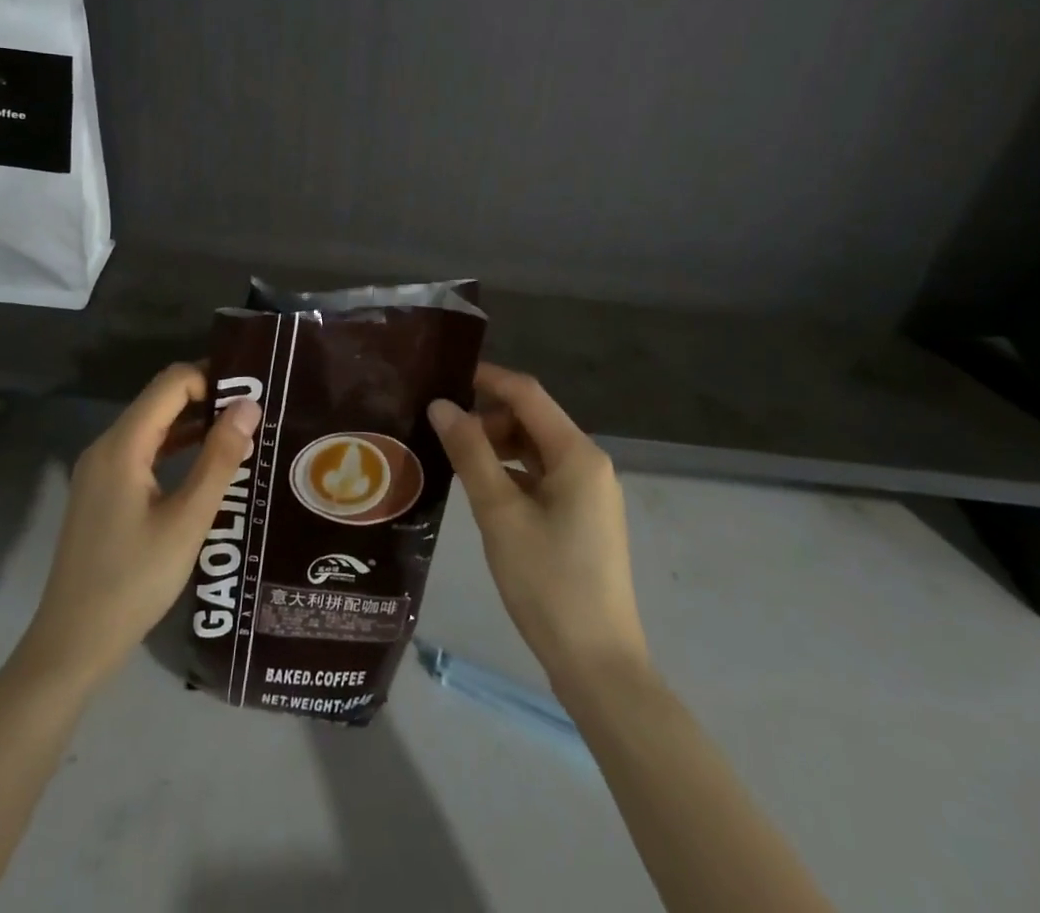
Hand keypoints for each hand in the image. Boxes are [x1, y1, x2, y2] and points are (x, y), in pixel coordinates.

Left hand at [14, 364, 260, 689]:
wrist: (72, 644)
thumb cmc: (134, 582)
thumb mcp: (187, 521)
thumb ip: (219, 459)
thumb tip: (249, 405)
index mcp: (122, 445)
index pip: (171, 383)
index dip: (212, 379)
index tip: (252, 395)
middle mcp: (106, 446)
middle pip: (160, 399)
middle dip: (207, 398)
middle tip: (254, 414)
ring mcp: (100, 470)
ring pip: (152, 426)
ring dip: (193, 423)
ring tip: (241, 434)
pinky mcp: (102, 492)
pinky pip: (143, 451)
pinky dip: (175, 448)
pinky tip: (206, 465)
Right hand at [429, 364, 647, 691]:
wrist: (598, 665)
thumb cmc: (548, 582)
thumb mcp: (499, 514)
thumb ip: (470, 453)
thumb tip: (441, 405)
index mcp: (577, 454)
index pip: (527, 393)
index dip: (487, 378)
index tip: (444, 375)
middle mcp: (589, 464)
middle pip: (532, 420)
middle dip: (487, 418)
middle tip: (442, 434)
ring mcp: (590, 493)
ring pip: (535, 450)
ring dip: (497, 447)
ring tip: (455, 461)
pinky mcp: (583, 518)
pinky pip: (542, 477)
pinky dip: (511, 473)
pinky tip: (483, 491)